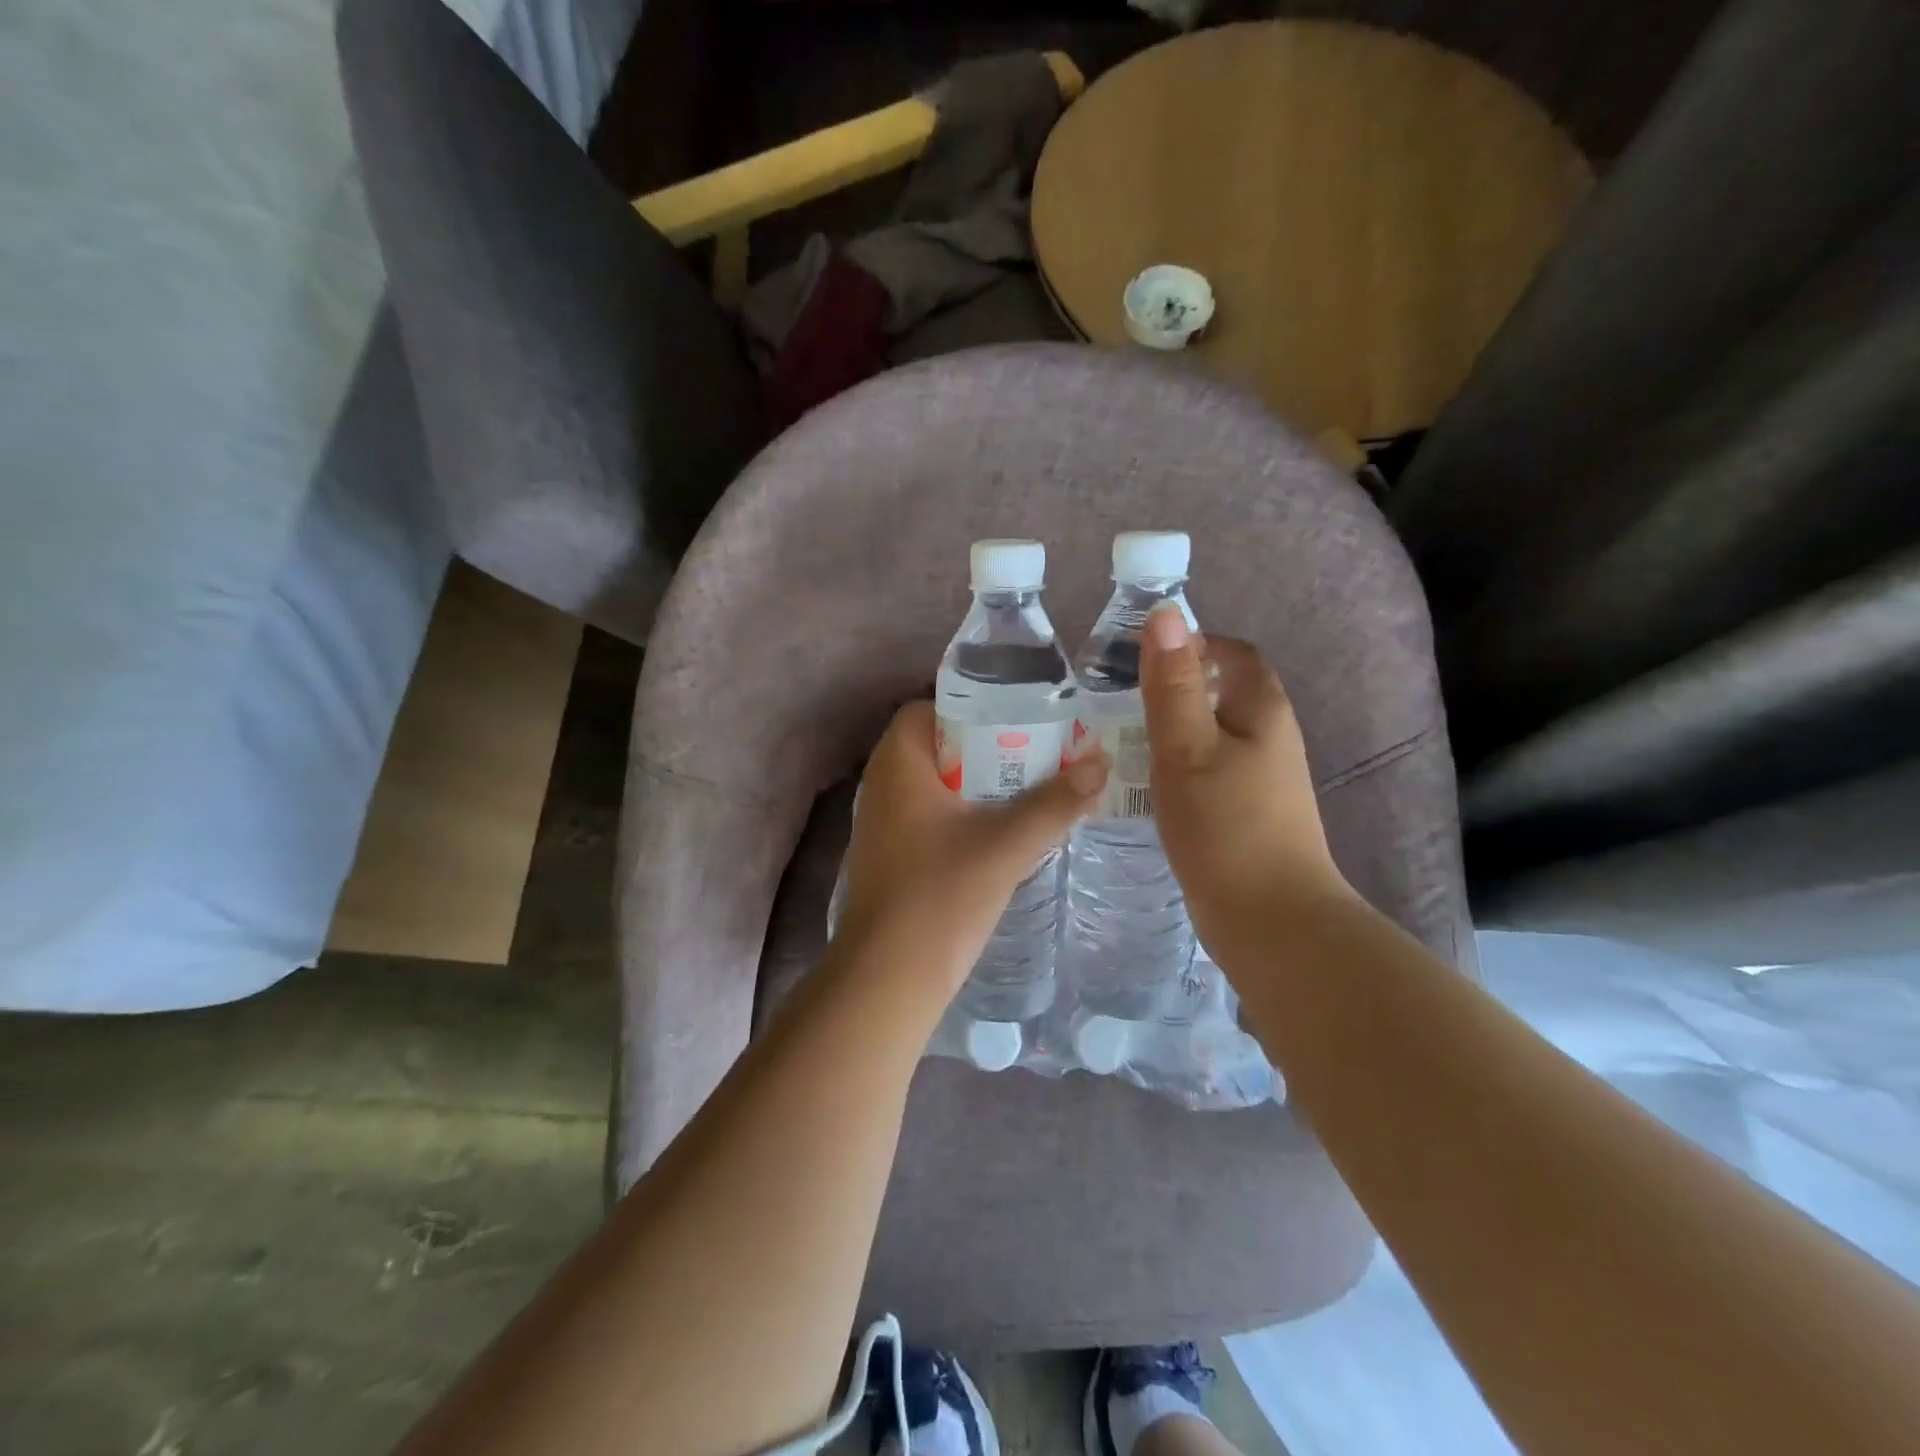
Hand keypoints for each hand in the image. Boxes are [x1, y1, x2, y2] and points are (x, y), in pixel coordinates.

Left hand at [836, 702, 1106, 999]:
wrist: (889, 977)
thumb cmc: (941, 897)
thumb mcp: (1006, 845)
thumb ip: (1055, 804)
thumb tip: (1100, 764)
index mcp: (898, 764)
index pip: (928, 708)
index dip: (971, 707)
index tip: (1017, 717)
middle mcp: (882, 784)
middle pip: (936, 745)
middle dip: (986, 746)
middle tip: (1037, 751)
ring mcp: (882, 822)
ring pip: (934, 783)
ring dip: (977, 782)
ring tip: (1030, 786)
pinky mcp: (891, 854)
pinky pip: (929, 814)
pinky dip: (963, 812)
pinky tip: (1002, 829)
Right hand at [1139, 606, 1354, 966]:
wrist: (1270, 920)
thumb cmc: (1225, 826)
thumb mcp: (1187, 748)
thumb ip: (1173, 684)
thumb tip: (1165, 613)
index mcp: (1261, 709)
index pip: (1230, 652)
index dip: (1189, 644)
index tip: (1137, 660)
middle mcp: (1269, 736)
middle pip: (1220, 691)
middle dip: (1172, 688)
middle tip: (1118, 701)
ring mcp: (1261, 778)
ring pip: (1211, 733)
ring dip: (1171, 729)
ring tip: (1121, 738)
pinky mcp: (1246, 812)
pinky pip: (1208, 769)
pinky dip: (1177, 765)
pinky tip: (1147, 784)